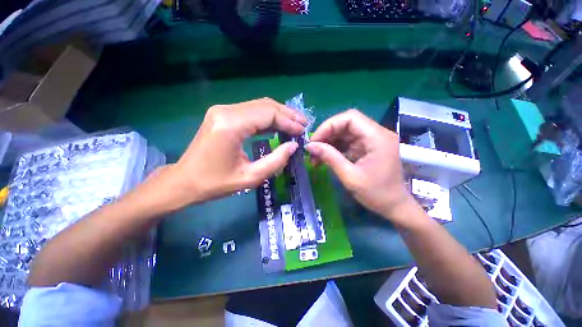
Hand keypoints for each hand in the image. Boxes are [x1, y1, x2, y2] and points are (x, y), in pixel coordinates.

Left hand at [152, 98, 305, 210]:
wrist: (184, 181)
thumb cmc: (215, 183)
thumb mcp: (250, 178)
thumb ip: (276, 161)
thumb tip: (294, 146)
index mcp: (231, 126)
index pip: (268, 114)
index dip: (289, 122)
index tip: (303, 131)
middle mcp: (226, 111)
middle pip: (265, 105)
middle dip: (287, 115)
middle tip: (303, 124)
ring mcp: (223, 111)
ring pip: (259, 106)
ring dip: (279, 114)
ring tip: (295, 124)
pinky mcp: (223, 115)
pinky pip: (251, 111)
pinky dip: (267, 118)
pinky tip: (278, 126)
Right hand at [305, 109, 422, 227]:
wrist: (394, 206)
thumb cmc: (376, 194)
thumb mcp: (350, 177)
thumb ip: (330, 158)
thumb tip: (310, 146)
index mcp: (377, 137)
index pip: (350, 118)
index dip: (329, 126)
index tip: (314, 141)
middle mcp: (376, 133)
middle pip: (346, 123)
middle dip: (326, 134)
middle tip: (313, 149)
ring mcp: (372, 140)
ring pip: (344, 132)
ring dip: (328, 142)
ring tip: (316, 157)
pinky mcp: (367, 147)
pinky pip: (347, 141)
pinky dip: (334, 148)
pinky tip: (324, 158)